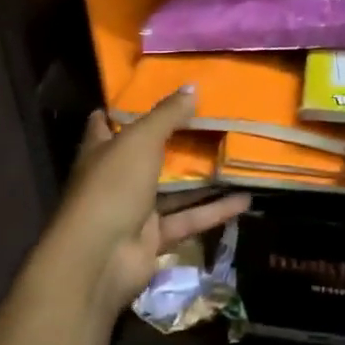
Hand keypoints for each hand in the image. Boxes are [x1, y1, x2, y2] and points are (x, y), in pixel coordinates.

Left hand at [39, 88, 249, 324]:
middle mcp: (116, 178)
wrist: (100, 259)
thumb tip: (192, 86)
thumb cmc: (113, 187)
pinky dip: (214, 211)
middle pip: (147, 154)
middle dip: (175, 140)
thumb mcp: (140, 141)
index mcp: (101, 150)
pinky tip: (245, 200)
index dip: (125, 108)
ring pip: (173, 189)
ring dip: (202, 178)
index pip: (106, 122)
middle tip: (211, 120)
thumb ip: (167, 115)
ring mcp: (134, 209)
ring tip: (235, 158)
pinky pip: (188, 219)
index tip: (155, 91)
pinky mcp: (154, 237)